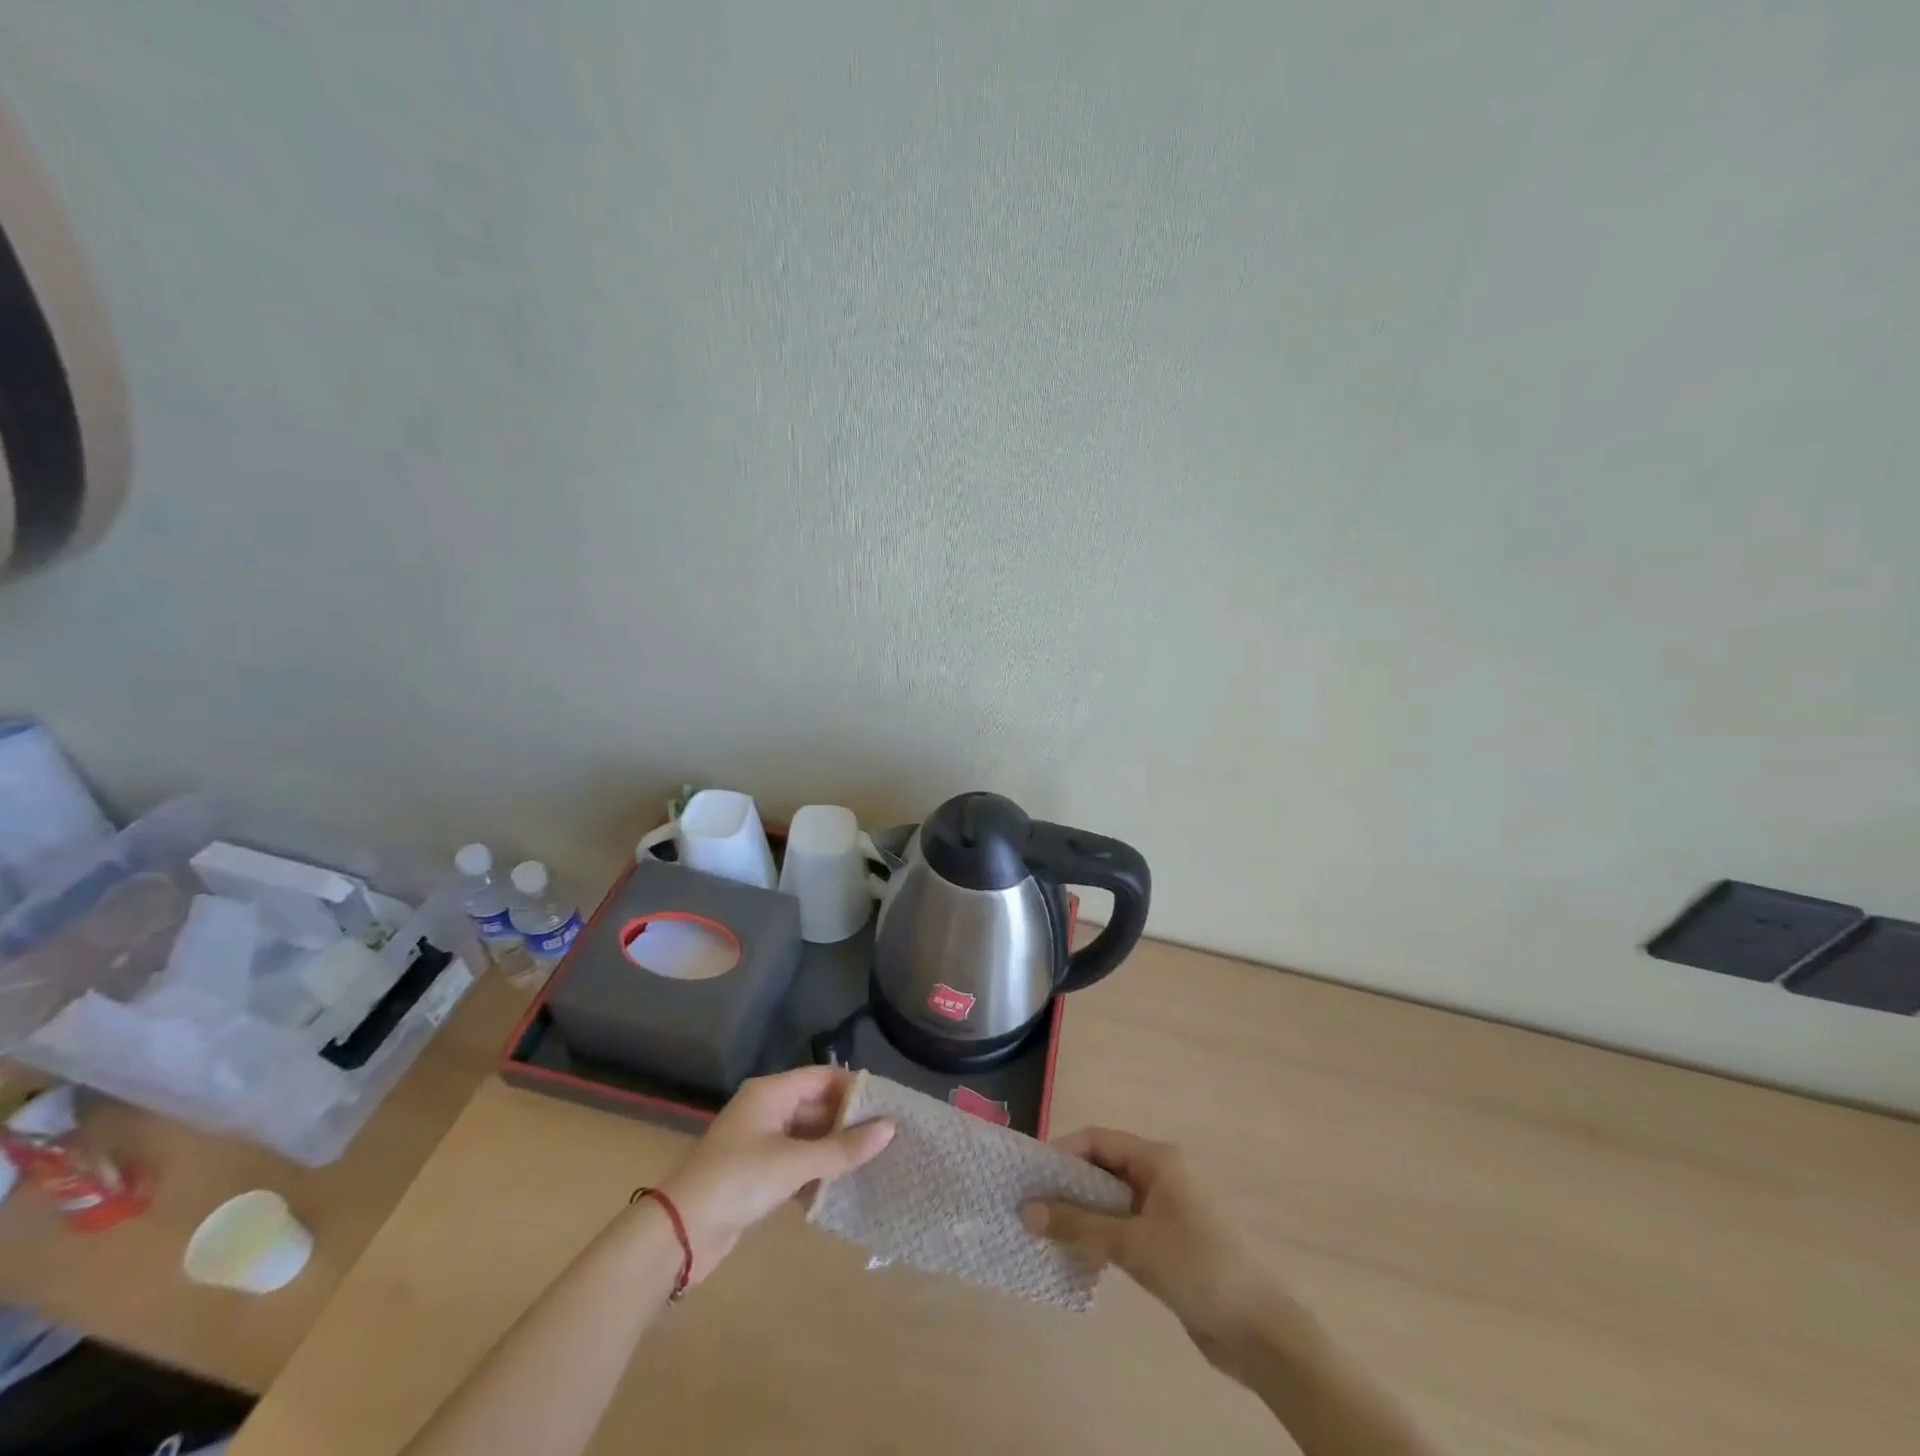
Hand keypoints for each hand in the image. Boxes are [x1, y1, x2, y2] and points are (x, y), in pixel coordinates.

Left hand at [659, 1067, 893, 1283]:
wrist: (680, 1234)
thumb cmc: (738, 1181)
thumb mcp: (794, 1163)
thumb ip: (843, 1148)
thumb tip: (890, 1128)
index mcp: (771, 1092)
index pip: (823, 1077)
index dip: (855, 1088)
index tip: (889, 1105)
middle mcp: (767, 1109)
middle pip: (817, 1105)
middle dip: (850, 1121)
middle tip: (889, 1137)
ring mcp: (761, 1142)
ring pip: (809, 1136)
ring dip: (836, 1149)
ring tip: (876, 1161)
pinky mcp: (758, 1174)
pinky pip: (798, 1162)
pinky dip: (819, 1171)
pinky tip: (844, 1187)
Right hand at [1023, 1128, 1268, 1362]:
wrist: (1260, 1332)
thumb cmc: (1196, 1269)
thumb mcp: (1132, 1245)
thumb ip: (1078, 1225)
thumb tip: (1025, 1210)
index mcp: (1158, 1159)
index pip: (1098, 1140)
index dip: (1062, 1152)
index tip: (1030, 1175)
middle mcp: (1161, 1174)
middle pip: (1103, 1166)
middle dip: (1067, 1184)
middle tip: (1030, 1205)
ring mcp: (1166, 1208)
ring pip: (1112, 1198)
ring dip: (1082, 1212)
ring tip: (1045, 1232)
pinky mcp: (1168, 1240)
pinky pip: (1124, 1224)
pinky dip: (1100, 1234)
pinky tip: (1078, 1255)